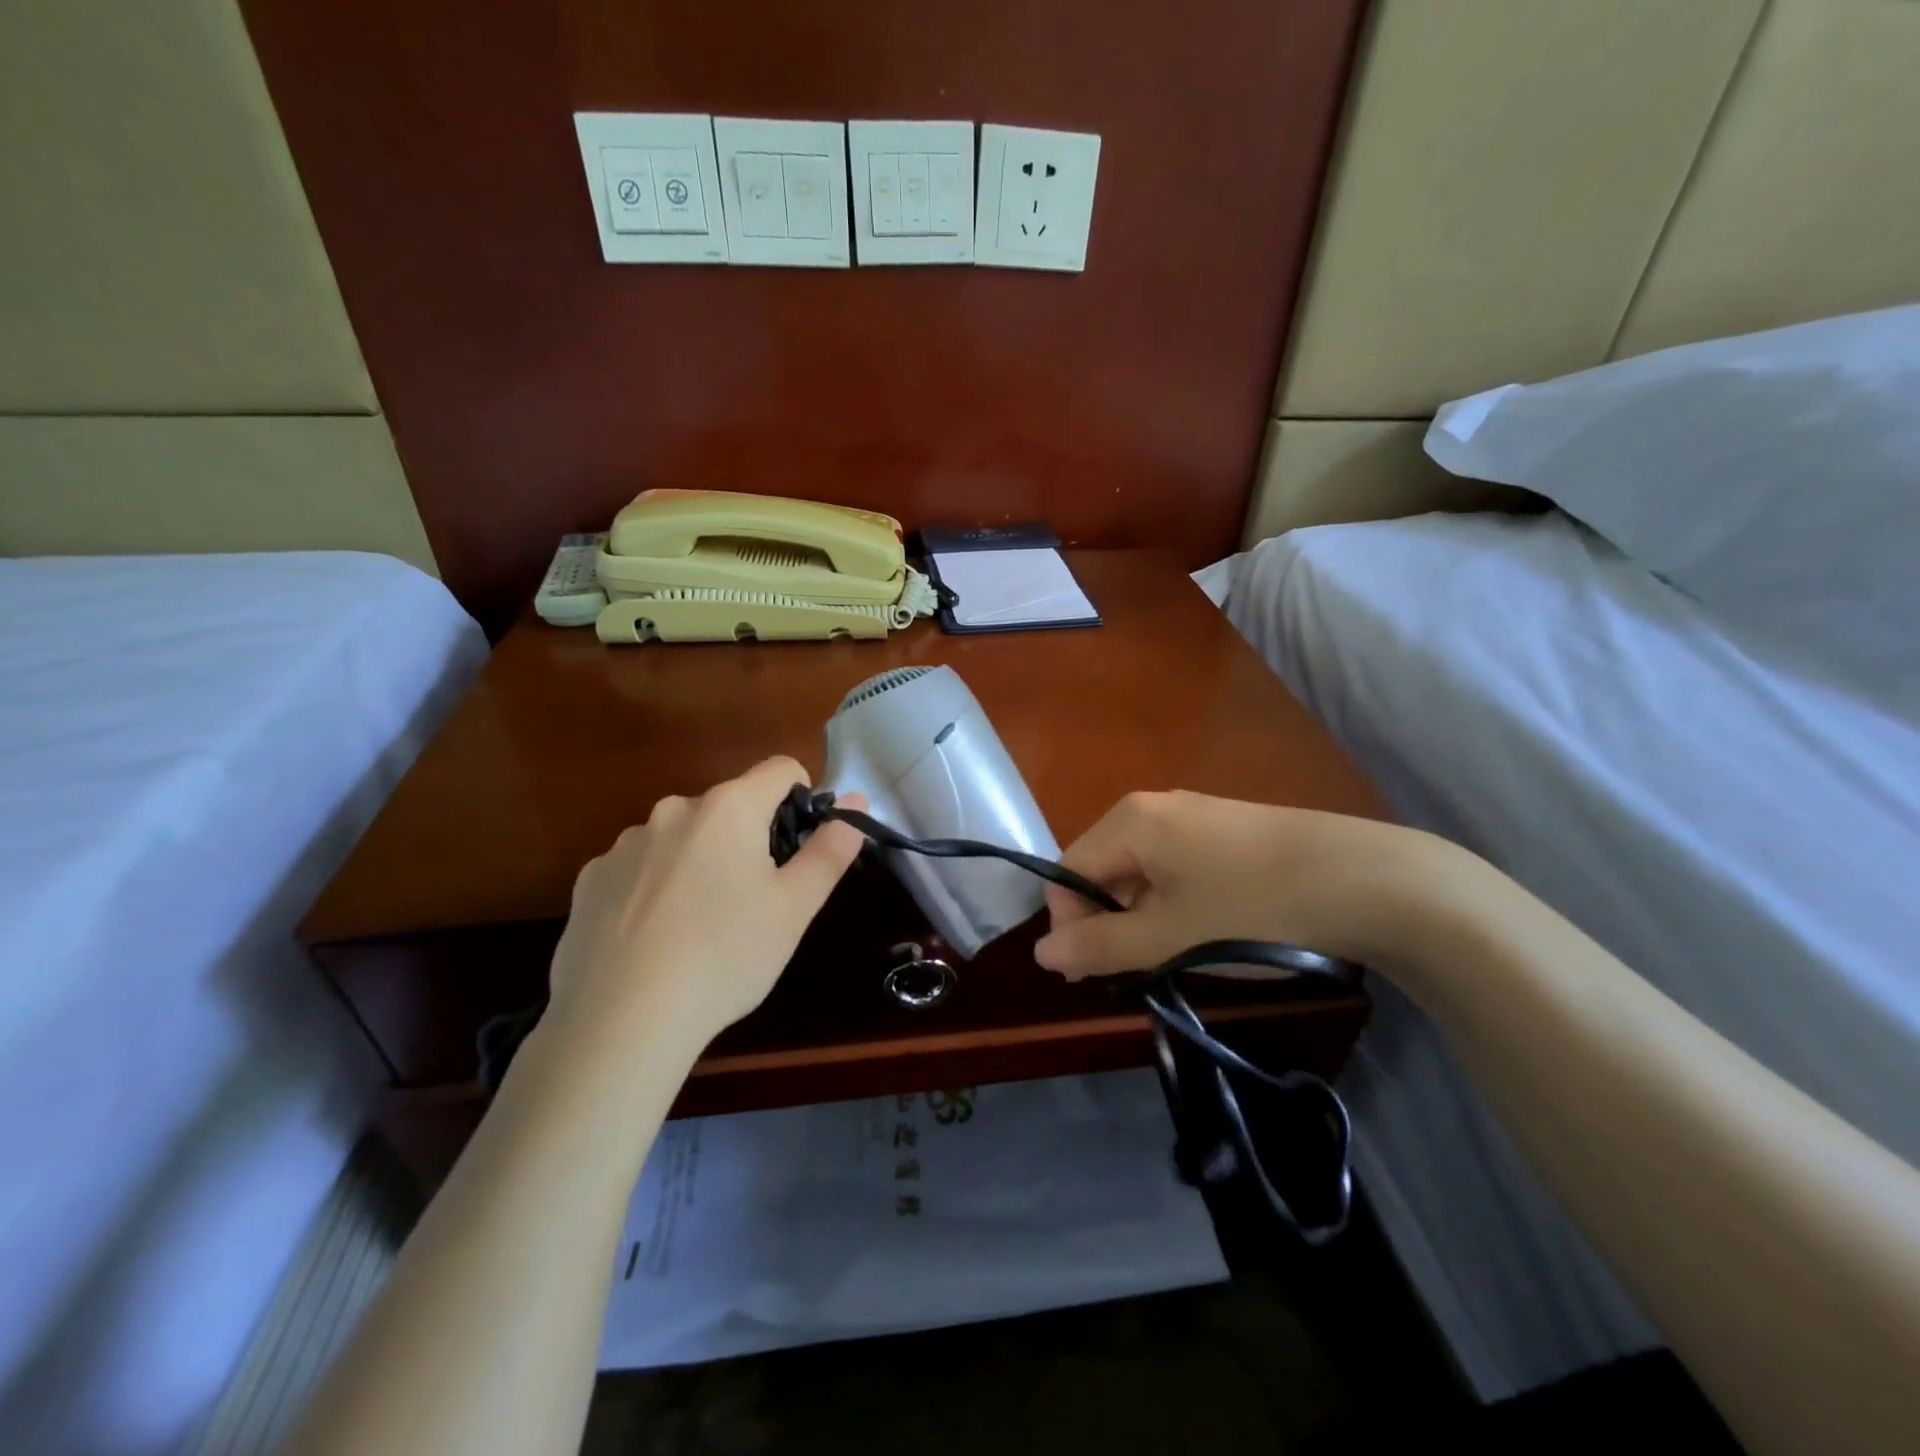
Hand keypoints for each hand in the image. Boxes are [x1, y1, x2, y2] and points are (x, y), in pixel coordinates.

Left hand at [542, 757, 867, 1063]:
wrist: (621, 1022)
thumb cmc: (726, 956)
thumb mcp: (795, 907)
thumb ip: (830, 848)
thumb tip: (856, 801)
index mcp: (729, 807)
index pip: (780, 770)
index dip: (801, 800)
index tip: (797, 851)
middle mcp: (674, 809)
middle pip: (730, 806)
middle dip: (748, 839)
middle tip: (753, 902)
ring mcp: (625, 843)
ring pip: (682, 837)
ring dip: (699, 862)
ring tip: (699, 927)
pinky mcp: (589, 878)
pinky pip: (639, 867)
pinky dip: (654, 888)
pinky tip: (653, 937)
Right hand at [1034, 790, 1445, 978]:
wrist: (1371, 881)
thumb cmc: (1253, 909)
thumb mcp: (1168, 938)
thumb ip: (1099, 947)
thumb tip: (1041, 953)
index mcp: (1130, 821)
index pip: (1068, 872)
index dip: (1069, 924)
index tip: (1094, 972)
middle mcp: (1156, 807)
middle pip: (1103, 868)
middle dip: (1106, 922)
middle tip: (1136, 971)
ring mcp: (1197, 815)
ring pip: (1142, 870)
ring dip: (1142, 917)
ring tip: (1176, 957)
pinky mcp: (1231, 830)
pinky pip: (1178, 867)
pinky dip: (1175, 903)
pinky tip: (1210, 931)